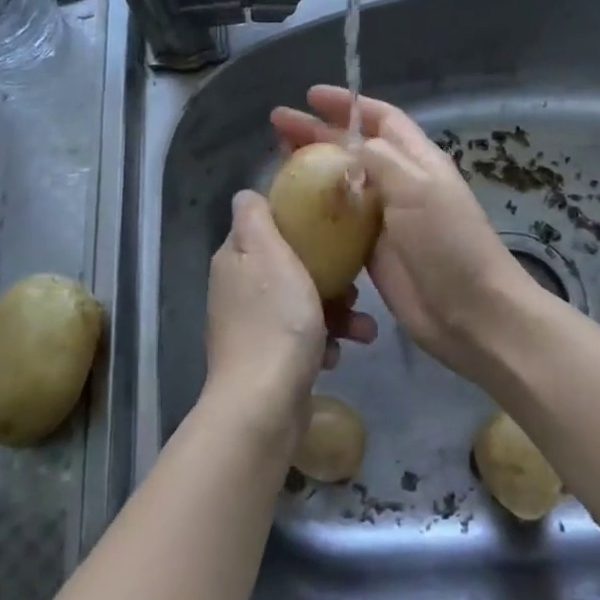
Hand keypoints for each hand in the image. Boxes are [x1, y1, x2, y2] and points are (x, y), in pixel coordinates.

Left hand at [202, 190, 375, 446]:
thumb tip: (246, 194)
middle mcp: (238, 289)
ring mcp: (252, 326)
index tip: (332, 226)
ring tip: (364, 329)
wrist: (264, 405)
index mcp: (236, 258)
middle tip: (355, 285)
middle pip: (290, 265)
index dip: (298, 221)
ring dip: (337, 312)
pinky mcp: (267, 359)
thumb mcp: (268, 254)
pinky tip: (338, 354)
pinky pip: (302, 337)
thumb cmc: (275, 321)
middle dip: (330, 275)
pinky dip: (324, 341)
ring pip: (302, 302)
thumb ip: (255, 218)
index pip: (265, 224)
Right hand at [271, 86, 535, 386]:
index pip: (380, 118)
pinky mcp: (372, 251)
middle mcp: (400, 183)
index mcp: (416, 160)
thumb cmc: (447, 242)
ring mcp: (385, 218)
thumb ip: (380, 159)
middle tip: (278, 125)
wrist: (469, 311)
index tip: (310, 96)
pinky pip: (338, 222)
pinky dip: (315, 210)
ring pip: (342, 183)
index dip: (348, 104)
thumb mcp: (417, 188)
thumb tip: (346, 145)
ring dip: (312, 169)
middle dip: (318, 132)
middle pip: (353, 148)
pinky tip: (289, 208)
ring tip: (277, 158)